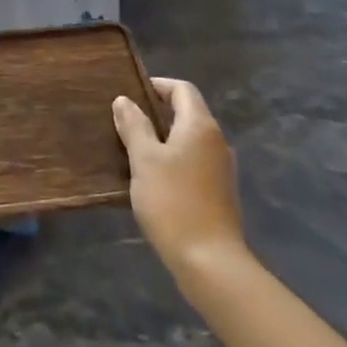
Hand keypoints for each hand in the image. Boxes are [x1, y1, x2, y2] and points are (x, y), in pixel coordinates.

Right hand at [113, 78, 246, 287]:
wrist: (210, 260)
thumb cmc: (173, 202)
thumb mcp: (144, 160)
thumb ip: (134, 126)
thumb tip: (124, 100)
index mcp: (200, 126)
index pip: (182, 89)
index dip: (157, 85)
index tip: (130, 93)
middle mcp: (216, 140)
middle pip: (188, 112)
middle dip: (157, 111)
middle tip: (126, 121)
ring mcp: (222, 167)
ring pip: (190, 138)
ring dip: (164, 137)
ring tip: (134, 148)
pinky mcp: (220, 190)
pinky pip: (195, 160)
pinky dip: (174, 158)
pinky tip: (154, 177)